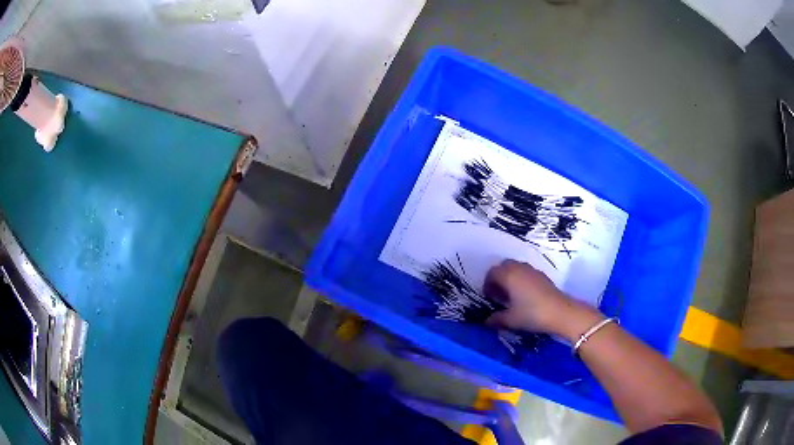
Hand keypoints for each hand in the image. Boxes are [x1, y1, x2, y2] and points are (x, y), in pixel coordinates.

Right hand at [484, 260, 603, 339]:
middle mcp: (520, 268)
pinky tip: (524, 297)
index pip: (492, 273)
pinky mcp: (543, 276)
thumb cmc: (532, 314)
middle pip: (504, 267)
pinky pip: (526, 273)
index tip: (489, 297)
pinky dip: (521, 280)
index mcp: (509, 275)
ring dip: (510, 279)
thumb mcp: (510, 320)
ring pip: (516, 269)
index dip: (487, 284)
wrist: (561, 312)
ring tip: (511, 296)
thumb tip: (486, 321)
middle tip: (498, 294)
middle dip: (498, 278)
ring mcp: (533, 271)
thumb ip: (496, 319)